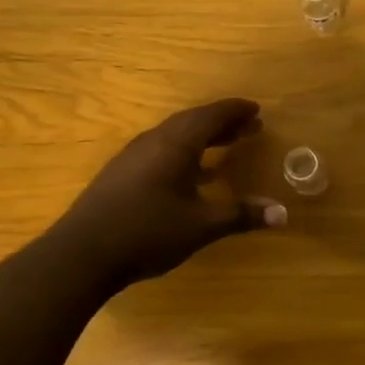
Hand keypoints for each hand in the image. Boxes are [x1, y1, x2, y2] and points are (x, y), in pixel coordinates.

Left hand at [57, 99, 285, 286]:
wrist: (81, 254)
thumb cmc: (147, 232)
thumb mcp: (201, 225)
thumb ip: (241, 215)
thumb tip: (282, 213)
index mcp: (175, 144)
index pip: (211, 116)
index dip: (236, 112)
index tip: (256, 110)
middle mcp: (154, 142)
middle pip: (193, 122)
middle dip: (223, 123)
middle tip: (249, 127)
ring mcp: (133, 157)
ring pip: (175, 136)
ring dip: (203, 138)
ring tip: (226, 146)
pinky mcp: (121, 174)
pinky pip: (161, 151)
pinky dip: (184, 153)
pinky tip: (191, 174)